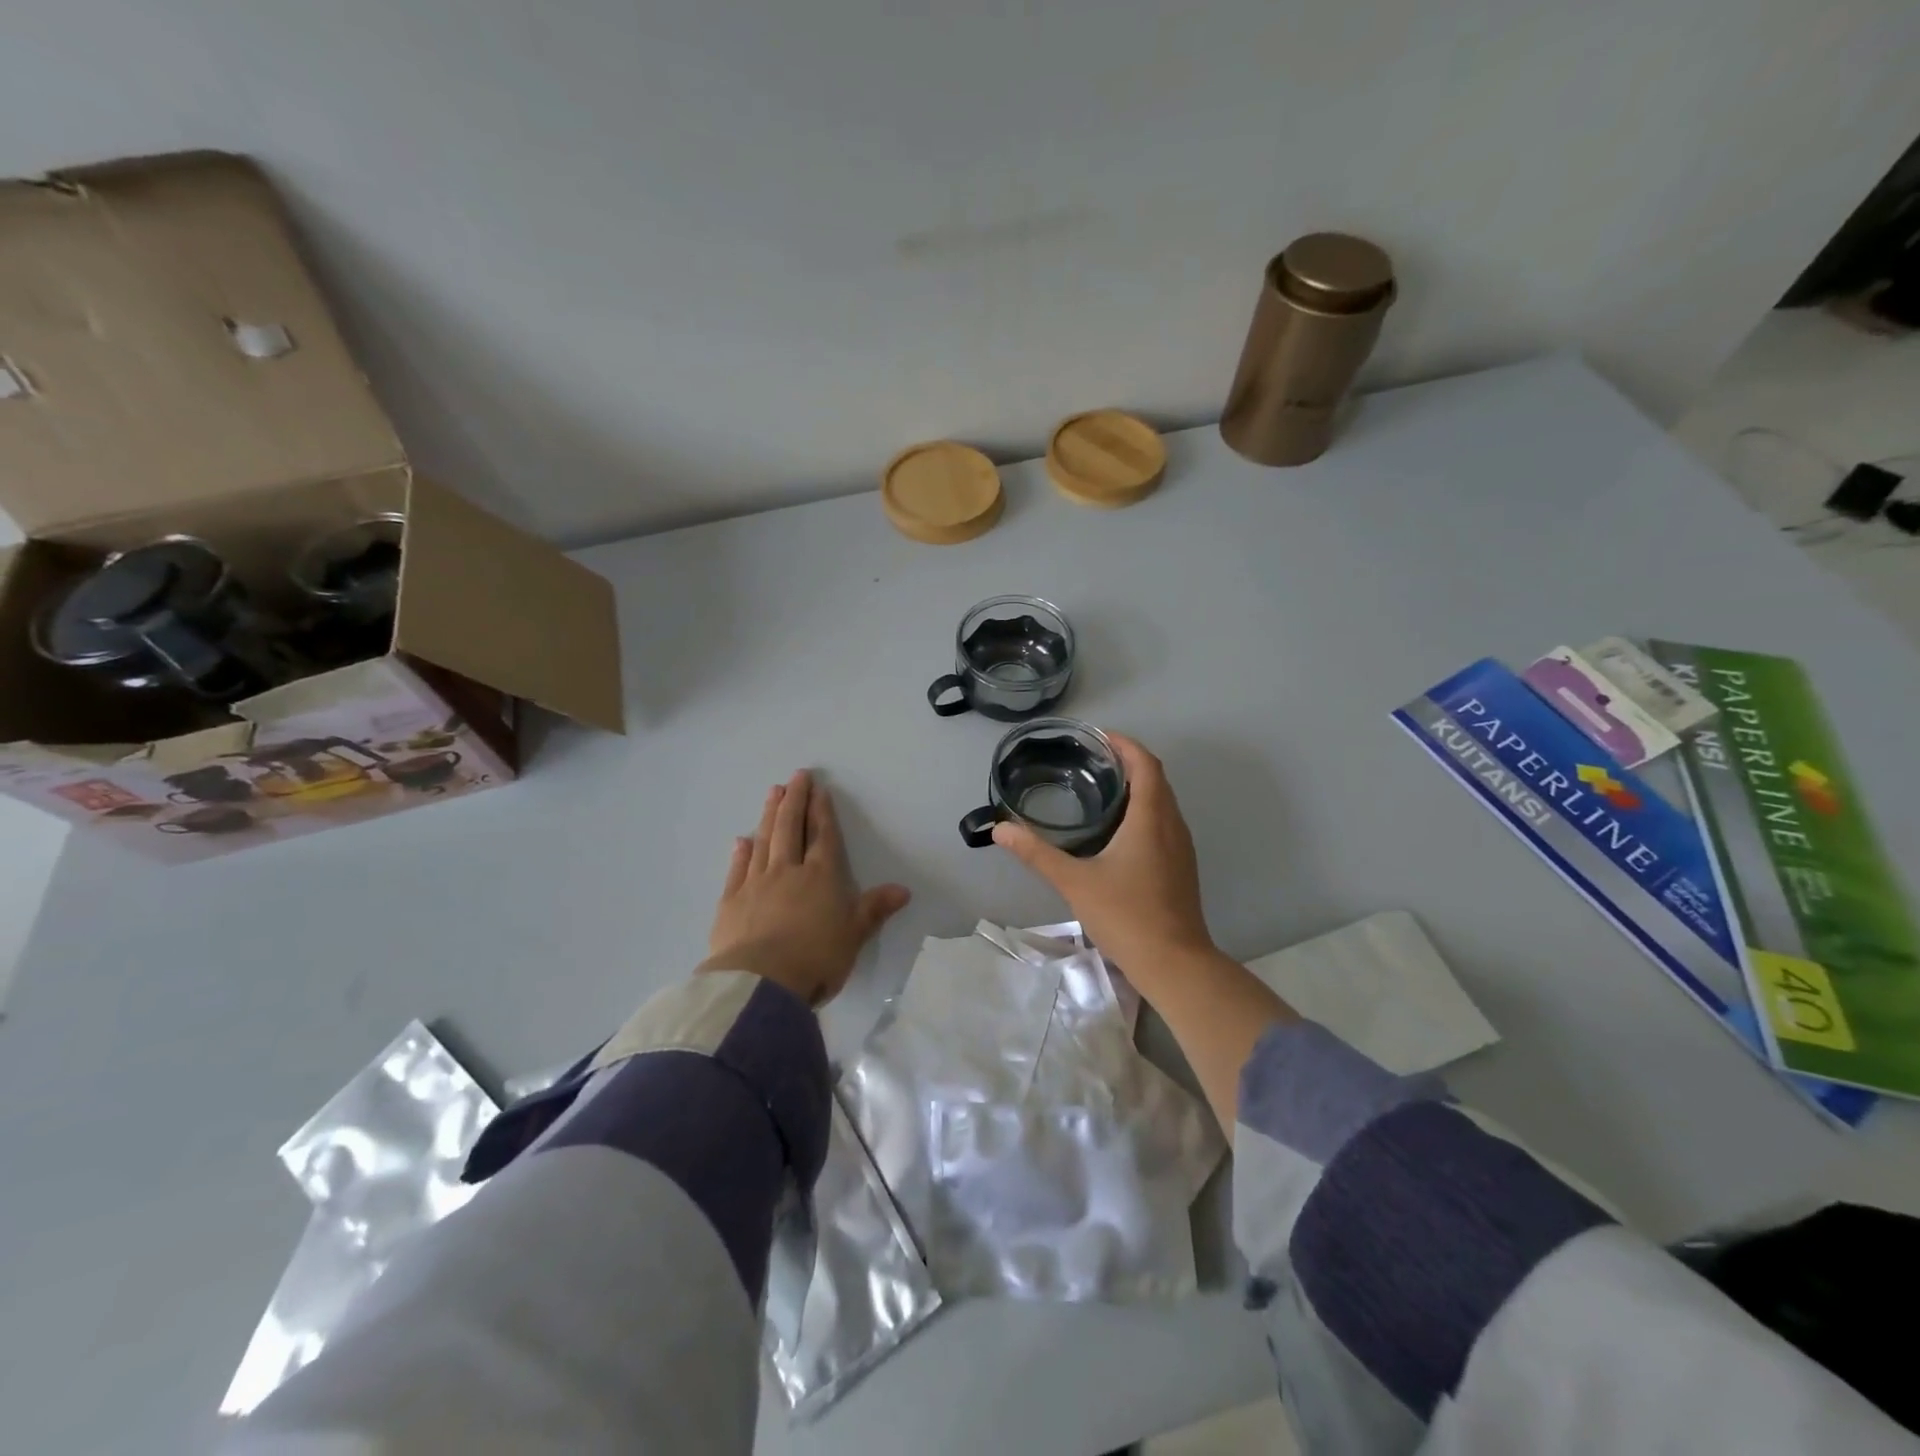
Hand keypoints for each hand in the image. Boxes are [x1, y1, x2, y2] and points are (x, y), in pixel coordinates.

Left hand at [700, 770, 910, 1006]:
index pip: (823, 837)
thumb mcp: (854, 935)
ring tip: (772, 793)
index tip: (819, 789)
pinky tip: (742, 839)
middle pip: (791, 828)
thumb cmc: (816, 958)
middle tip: (796, 776)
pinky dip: (741, 852)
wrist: (760, 984)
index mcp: (821, 877)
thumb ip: (875, 909)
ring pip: (764, 841)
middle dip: (795, 800)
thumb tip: (904, 889)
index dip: (822, 812)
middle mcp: (788, 872)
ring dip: (769, 815)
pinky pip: (737, 870)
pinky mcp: (730, 903)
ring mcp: (755, 884)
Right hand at [991, 735, 1213, 973]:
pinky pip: (1165, 822)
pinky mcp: (1181, 866)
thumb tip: (1001, 829)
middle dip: (1128, 762)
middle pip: (1156, 778)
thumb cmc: (1126, 916)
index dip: (1125, 744)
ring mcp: (1181, 847)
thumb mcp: (1074, 882)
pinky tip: (1118, 829)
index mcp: (1151, 819)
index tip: (1098, 736)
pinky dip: (1145, 809)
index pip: (1146, 764)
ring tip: (1100, 786)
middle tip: (1090, 759)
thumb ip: (1036, 853)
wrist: (1175, 964)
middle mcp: (1172, 825)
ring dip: (1138, 786)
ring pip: (1163, 801)